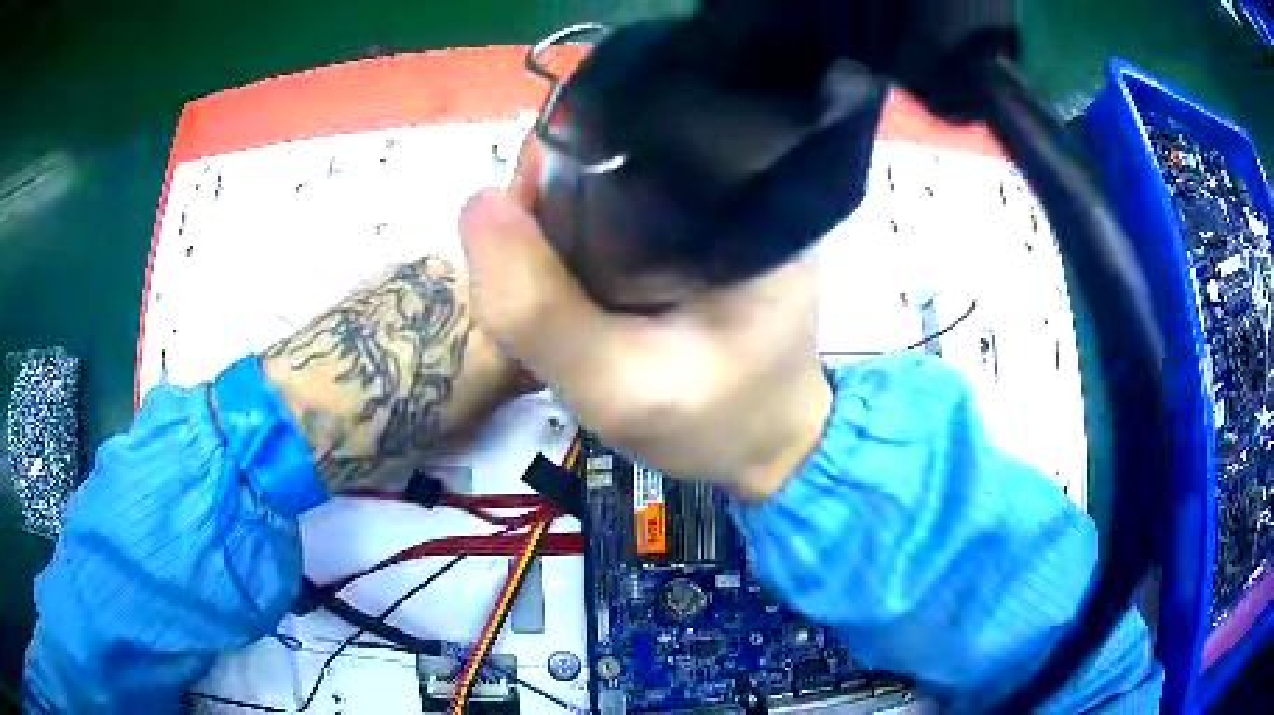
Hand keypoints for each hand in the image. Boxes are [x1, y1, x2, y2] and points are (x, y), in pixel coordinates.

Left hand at [262, 257, 532, 489]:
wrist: (310, 404)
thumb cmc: (388, 432)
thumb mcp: (463, 423)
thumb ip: (502, 386)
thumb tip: (518, 368)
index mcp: (499, 338)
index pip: (540, 332)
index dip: (533, 348)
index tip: (519, 368)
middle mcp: (476, 290)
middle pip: (508, 295)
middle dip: (500, 320)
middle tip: (471, 357)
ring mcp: (432, 270)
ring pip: (467, 284)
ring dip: (460, 309)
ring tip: (423, 346)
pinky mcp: (395, 266)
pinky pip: (429, 282)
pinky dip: (425, 303)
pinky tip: (396, 332)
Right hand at [459, 152, 831, 498]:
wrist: (768, 450)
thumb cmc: (713, 423)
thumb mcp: (618, 387)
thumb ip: (540, 312)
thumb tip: (477, 204)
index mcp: (740, 201)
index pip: (629, 139)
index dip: (553, 165)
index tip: (516, 219)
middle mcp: (738, 188)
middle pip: (617, 157)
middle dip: (554, 198)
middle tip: (526, 262)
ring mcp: (723, 211)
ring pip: (616, 187)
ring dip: (567, 221)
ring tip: (545, 270)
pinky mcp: (708, 237)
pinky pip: (628, 217)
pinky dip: (588, 239)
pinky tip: (574, 272)